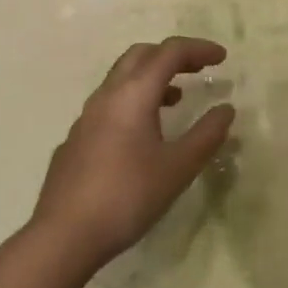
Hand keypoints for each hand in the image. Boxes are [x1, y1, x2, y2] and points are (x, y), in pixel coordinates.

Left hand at [31, 37, 235, 272]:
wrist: (62, 239)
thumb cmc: (126, 197)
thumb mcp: (178, 168)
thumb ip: (206, 135)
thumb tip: (226, 109)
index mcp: (134, 94)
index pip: (170, 52)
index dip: (199, 48)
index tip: (222, 58)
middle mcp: (107, 96)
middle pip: (141, 55)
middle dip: (172, 55)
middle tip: (197, 68)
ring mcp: (85, 118)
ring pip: (121, 79)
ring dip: (152, 78)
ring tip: (176, 99)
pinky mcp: (74, 141)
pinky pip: (108, 105)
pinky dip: (133, 102)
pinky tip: (141, 136)